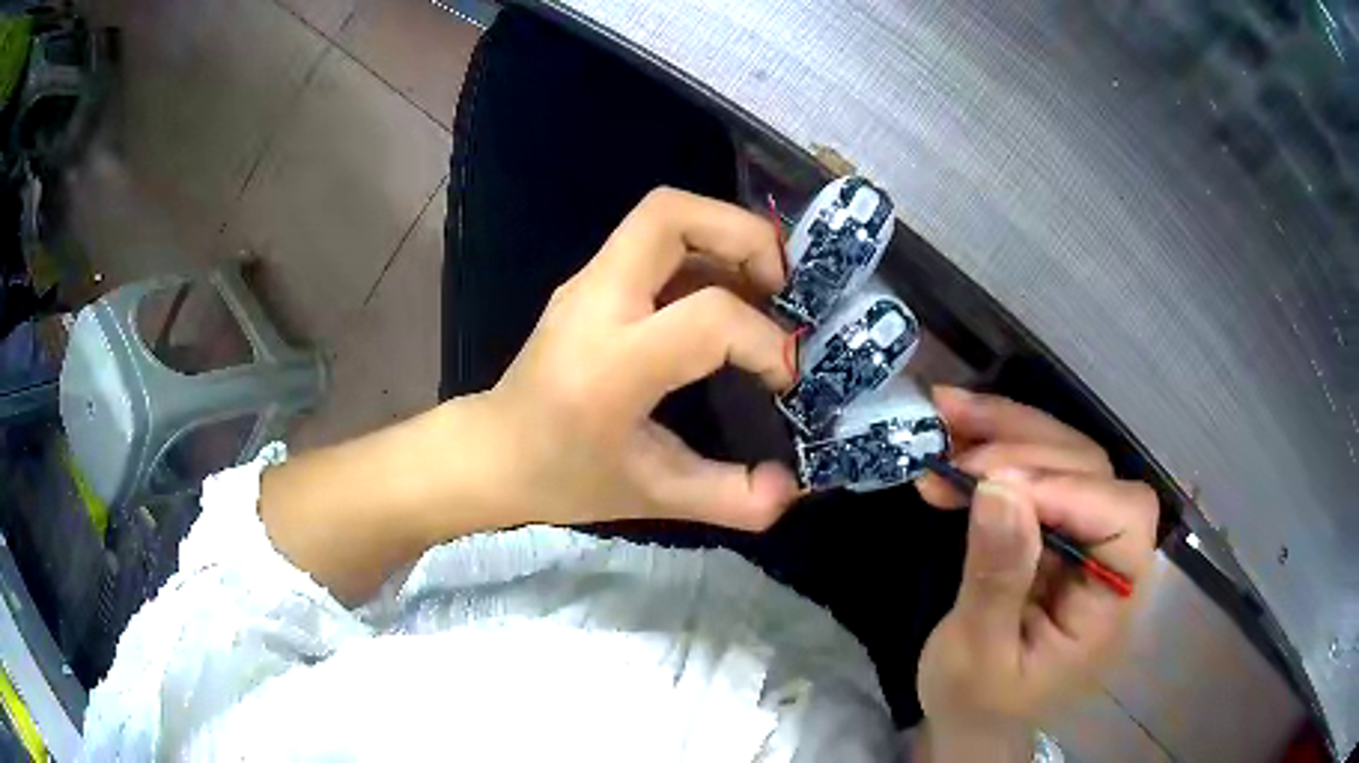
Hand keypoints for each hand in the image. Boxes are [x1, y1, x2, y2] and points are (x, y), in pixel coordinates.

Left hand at [485, 188, 800, 530]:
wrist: (493, 453)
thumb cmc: (563, 477)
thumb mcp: (652, 497)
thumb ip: (728, 498)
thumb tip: (793, 488)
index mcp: (610, 365)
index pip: (707, 318)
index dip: (764, 342)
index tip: (786, 377)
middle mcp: (595, 303)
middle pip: (670, 215)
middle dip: (743, 235)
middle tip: (782, 285)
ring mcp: (587, 283)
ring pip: (662, 215)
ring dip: (725, 237)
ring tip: (764, 288)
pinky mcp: (590, 282)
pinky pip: (655, 241)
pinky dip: (704, 253)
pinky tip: (727, 299)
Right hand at [913, 387, 1157, 750]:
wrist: (971, 714)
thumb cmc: (979, 701)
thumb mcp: (979, 654)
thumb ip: (997, 579)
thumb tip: (999, 491)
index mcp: (1111, 600)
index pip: (1123, 518)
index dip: (1069, 490)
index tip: (994, 484)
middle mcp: (1109, 554)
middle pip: (1091, 470)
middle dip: (1024, 448)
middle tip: (952, 444)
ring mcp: (1082, 533)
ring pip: (1062, 456)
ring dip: (1004, 432)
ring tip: (945, 416)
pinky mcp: (1052, 524)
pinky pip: (1031, 471)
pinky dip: (992, 451)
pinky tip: (951, 448)